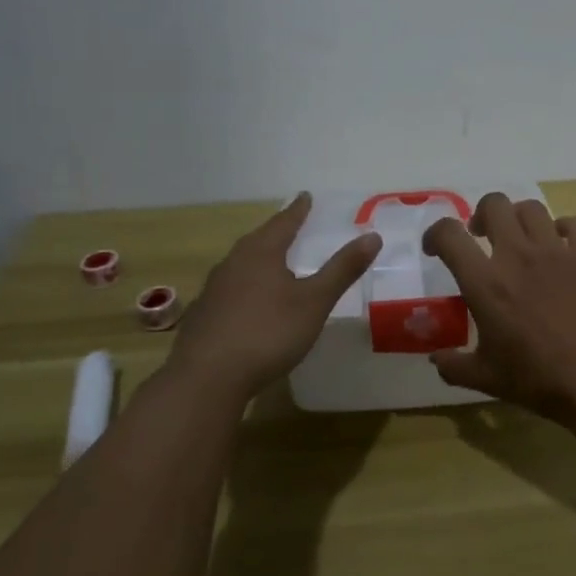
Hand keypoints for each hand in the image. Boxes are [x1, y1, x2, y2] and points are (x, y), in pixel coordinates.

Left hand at [168, 193, 380, 395]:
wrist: (207, 378)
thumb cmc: (268, 333)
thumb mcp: (314, 302)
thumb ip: (342, 269)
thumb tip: (372, 236)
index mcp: (261, 253)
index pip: (284, 222)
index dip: (298, 210)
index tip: (306, 196)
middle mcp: (233, 263)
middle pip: (258, 240)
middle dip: (276, 232)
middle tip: (290, 225)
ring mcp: (213, 290)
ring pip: (240, 264)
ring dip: (258, 258)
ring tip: (272, 260)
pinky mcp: (203, 315)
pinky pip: (229, 288)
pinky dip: (245, 285)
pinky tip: (249, 301)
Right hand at [421, 193, 575, 422]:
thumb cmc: (538, 379)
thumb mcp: (486, 378)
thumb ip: (454, 366)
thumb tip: (435, 358)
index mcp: (485, 283)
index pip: (449, 234)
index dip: (436, 234)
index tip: (436, 248)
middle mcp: (517, 255)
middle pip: (494, 205)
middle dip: (482, 214)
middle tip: (482, 236)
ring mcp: (556, 251)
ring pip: (532, 208)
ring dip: (520, 218)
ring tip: (521, 238)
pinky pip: (575, 223)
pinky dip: (565, 228)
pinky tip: (562, 245)